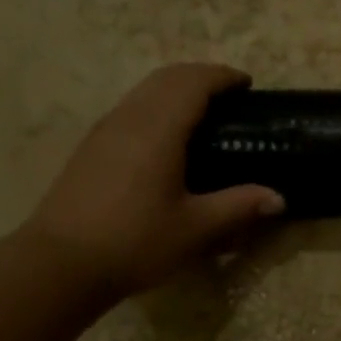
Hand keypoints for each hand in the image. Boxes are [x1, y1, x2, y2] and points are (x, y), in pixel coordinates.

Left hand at [21, 62, 282, 298]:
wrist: (62, 263)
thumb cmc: (135, 242)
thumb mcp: (195, 228)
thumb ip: (239, 206)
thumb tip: (279, 198)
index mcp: (158, 130)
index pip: (193, 83)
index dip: (222, 77)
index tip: (247, 85)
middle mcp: (129, 118)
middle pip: (165, 78)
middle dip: (200, 77)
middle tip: (229, 96)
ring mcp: (104, 131)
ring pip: (143, 91)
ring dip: (175, 90)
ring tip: (202, 115)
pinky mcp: (91, 149)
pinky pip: (130, 110)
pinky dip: (157, 108)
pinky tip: (167, 141)